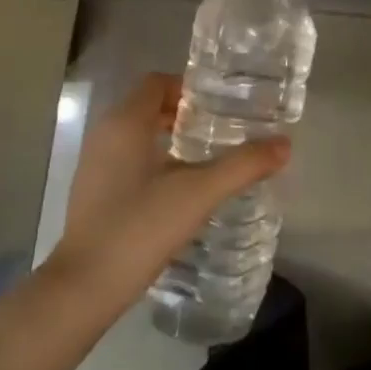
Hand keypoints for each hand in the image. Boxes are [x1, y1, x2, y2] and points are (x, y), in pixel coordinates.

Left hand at [45, 73, 290, 319]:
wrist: (85, 286)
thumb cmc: (140, 226)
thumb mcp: (199, 194)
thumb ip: (243, 166)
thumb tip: (284, 144)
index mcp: (125, 123)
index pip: (157, 83)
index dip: (189, 88)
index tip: (222, 105)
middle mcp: (105, 135)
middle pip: (148, 107)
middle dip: (185, 113)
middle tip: (223, 130)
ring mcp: (95, 165)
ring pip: (138, 135)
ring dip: (171, 138)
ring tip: (209, 158)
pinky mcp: (94, 192)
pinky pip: (129, 160)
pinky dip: (155, 161)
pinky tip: (181, 189)